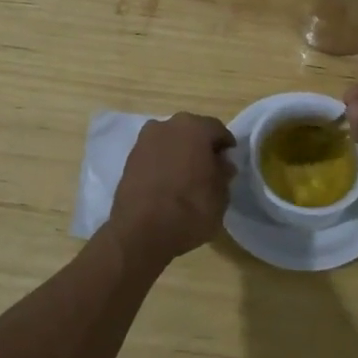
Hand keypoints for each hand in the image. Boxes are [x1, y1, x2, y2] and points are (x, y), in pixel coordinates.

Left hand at [105, 112, 236, 266]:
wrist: (141, 232)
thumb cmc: (190, 209)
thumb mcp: (221, 195)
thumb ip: (223, 173)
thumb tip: (222, 164)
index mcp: (195, 128)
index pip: (217, 129)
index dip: (225, 145)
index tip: (228, 162)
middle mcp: (167, 125)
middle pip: (191, 131)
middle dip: (200, 146)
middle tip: (208, 168)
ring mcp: (144, 140)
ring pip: (170, 141)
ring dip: (179, 153)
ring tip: (186, 177)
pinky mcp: (129, 158)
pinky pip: (154, 155)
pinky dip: (162, 163)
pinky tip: (167, 183)